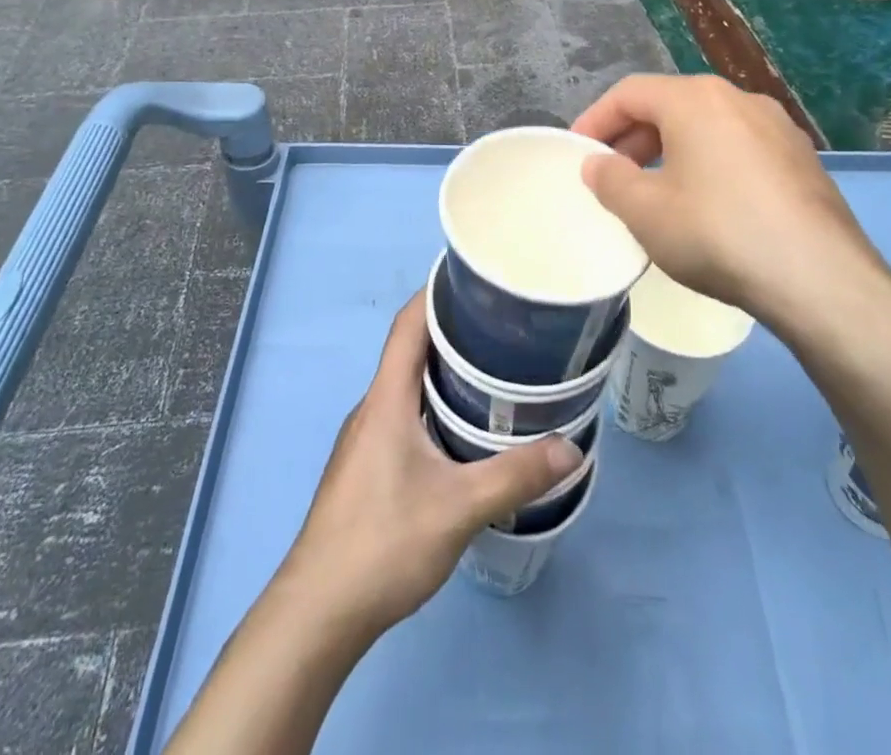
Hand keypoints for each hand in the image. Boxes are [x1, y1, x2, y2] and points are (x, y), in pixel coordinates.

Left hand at [278, 295, 581, 645]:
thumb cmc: (383, 543)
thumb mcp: (458, 508)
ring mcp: (366, 438)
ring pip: (408, 385)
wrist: (318, 611)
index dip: (437, 292)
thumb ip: (515, 476)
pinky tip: (465, 429)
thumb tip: (572, 449)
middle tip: (504, 327)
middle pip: (411, 349)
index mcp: (386, 398)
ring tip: (495, 371)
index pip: (408, 324)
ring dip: (446, 371)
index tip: (476, 278)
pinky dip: (435, 403)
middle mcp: (373, 407)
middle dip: (454, 331)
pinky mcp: (368, 466)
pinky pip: (405, 413)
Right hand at [572, 74, 890, 336]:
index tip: (578, 152)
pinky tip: (707, 206)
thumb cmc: (717, 233)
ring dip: (670, 151)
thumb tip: (598, 164)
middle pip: (670, 105)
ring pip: (707, 126)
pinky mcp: (802, 159)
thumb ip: (611, 181)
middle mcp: (738, 99)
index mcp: (695, 100)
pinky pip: (739, 147)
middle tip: (613, 175)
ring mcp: (777, 127)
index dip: (596, 119)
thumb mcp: (646, 212)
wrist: (820, 278)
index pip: (630, 93)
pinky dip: (708, 163)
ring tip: (655, 192)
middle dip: (633, 137)